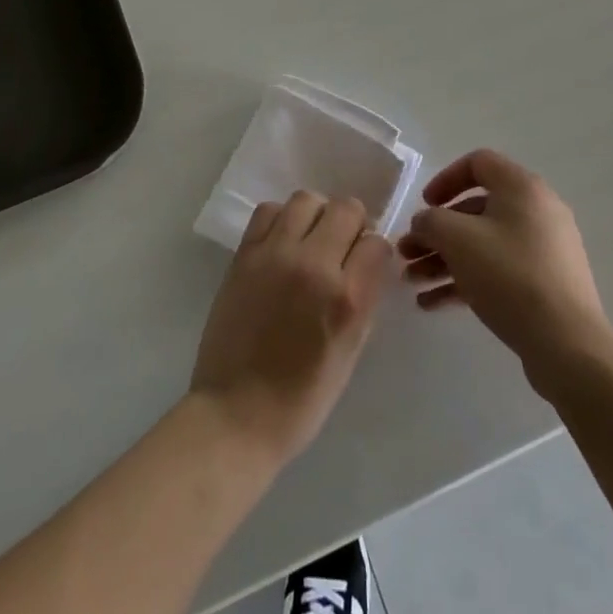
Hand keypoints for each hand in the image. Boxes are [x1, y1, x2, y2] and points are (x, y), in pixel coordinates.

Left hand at [190, 191, 392, 463]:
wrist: (236, 413)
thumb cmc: (301, 398)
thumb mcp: (350, 352)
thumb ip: (363, 298)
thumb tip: (367, 262)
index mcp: (347, 299)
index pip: (377, 244)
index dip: (374, 252)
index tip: (365, 264)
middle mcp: (314, 265)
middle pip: (346, 208)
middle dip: (351, 225)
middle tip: (340, 249)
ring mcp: (275, 255)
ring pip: (306, 200)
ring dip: (316, 216)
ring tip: (309, 241)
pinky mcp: (245, 254)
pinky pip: (269, 210)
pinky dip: (281, 219)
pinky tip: (281, 244)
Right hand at [398, 150, 612, 389]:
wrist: (567, 345)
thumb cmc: (510, 275)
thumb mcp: (458, 239)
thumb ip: (431, 221)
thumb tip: (425, 223)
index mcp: (522, 187)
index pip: (478, 163)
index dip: (445, 179)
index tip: (425, 205)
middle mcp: (536, 211)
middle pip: (475, 210)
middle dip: (436, 233)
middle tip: (407, 254)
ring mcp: (543, 250)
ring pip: (483, 244)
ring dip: (443, 260)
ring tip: (411, 283)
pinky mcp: (543, 284)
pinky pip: (497, 271)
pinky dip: (465, 280)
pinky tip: (432, 304)